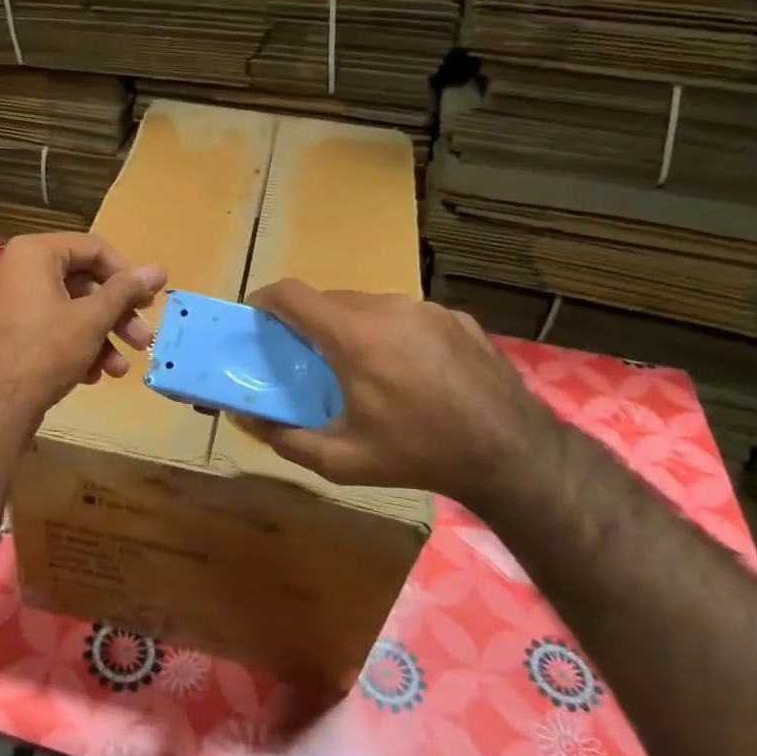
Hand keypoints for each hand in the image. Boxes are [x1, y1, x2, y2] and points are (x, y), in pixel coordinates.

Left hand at [0, 233, 166, 426]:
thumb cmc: (45, 351)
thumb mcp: (92, 319)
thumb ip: (126, 291)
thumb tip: (160, 269)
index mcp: (30, 253)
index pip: (91, 248)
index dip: (126, 273)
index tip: (148, 301)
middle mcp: (10, 269)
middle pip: (78, 282)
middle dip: (115, 314)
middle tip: (142, 339)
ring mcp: (0, 302)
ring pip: (62, 309)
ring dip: (97, 336)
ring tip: (119, 368)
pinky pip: (42, 326)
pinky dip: (69, 345)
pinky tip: (91, 375)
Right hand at [234, 279, 556, 510]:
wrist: (510, 452)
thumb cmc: (417, 454)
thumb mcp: (341, 460)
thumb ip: (285, 439)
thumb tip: (246, 421)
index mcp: (353, 336)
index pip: (292, 295)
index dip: (266, 300)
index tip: (256, 316)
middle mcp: (387, 309)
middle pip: (329, 299)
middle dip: (309, 321)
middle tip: (307, 356)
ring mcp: (426, 309)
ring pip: (370, 305)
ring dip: (352, 326)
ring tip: (361, 366)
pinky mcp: (456, 318)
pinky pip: (407, 316)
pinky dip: (393, 333)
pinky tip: (409, 371)